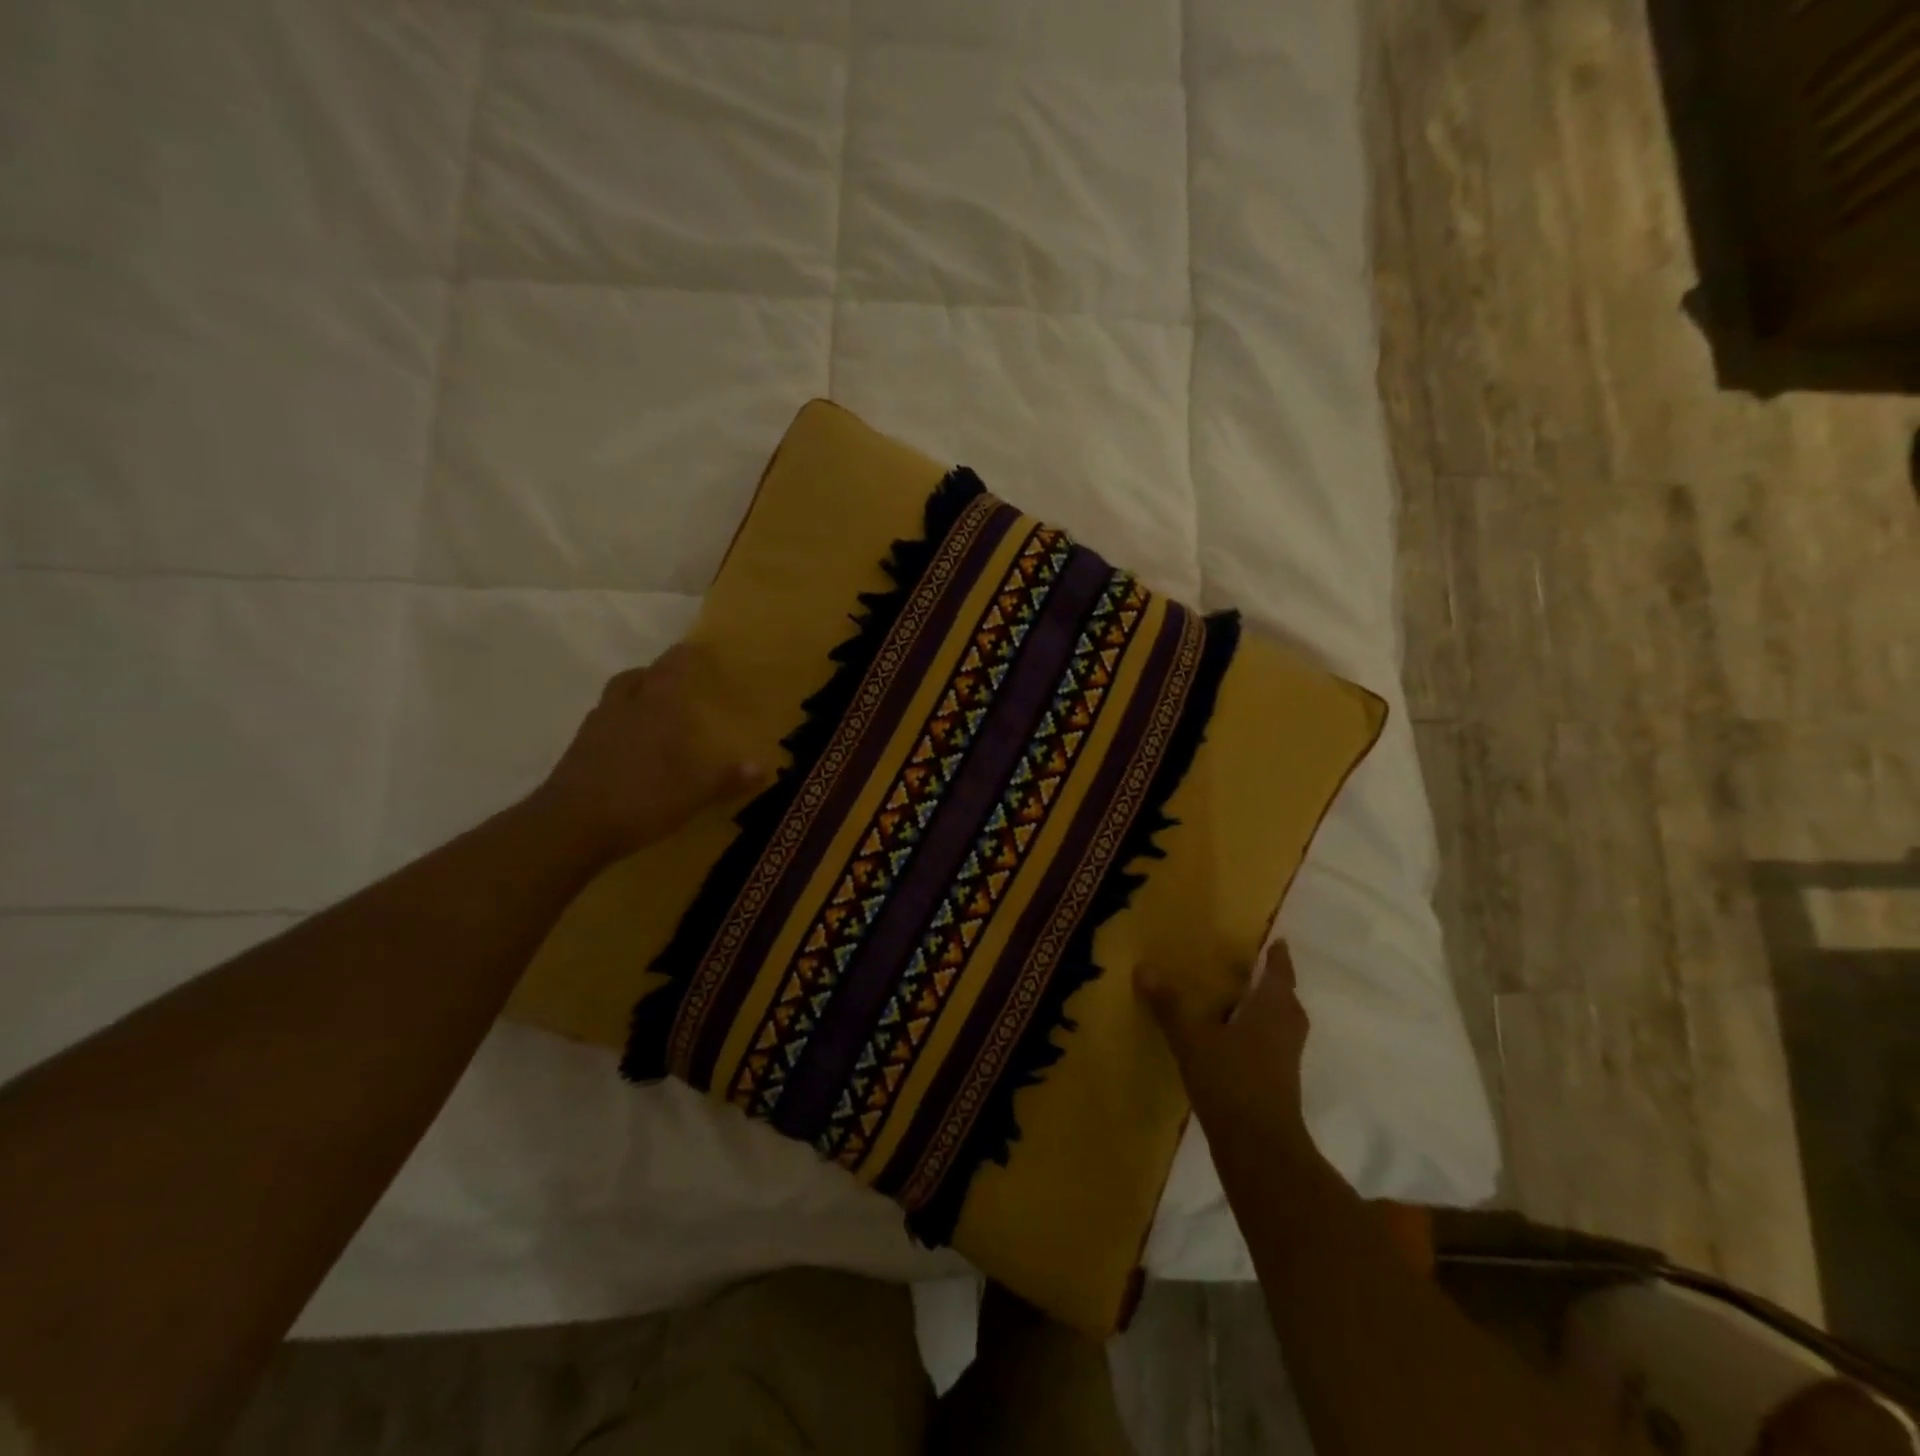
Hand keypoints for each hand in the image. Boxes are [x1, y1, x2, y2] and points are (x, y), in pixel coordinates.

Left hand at [532, 645, 766, 858]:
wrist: (570, 826)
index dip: (686, 656)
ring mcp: (595, 727)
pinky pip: (603, 726)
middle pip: (637, 677)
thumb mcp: (694, 793)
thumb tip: (762, 768)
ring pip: (616, 699)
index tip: (699, 652)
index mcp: (655, 706)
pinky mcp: (577, 751)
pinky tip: (632, 751)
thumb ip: (727, 778)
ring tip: (654, 719)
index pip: (672, 666)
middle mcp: (623, 706)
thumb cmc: (641, 797)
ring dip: (634, 701)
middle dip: (655, 676)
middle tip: (675, 687)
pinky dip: (619, 729)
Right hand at [1137, 942, 1313, 1154]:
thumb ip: (1169, 1005)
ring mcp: (1286, 1058)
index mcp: (1272, 1008)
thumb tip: (1143, 967)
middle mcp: (1286, 1028)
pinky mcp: (1279, 1083)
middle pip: (1284, 998)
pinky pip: (1271, 1045)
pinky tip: (1230, 1040)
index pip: (1279, 973)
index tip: (1275, 941)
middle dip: (1271, 983)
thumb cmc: (1231, 1080)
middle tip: (1249, 968)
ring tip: (1236, 1000)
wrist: (1259, 1148)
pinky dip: (1256, 1034)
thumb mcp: (1192, 1039)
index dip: (1277, 957)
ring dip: (1264, 1010)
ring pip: (1279, 1023)